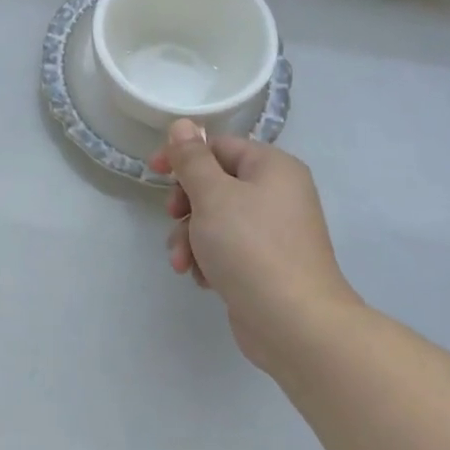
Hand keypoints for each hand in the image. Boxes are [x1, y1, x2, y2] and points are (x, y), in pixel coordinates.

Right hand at [149, 122, 358, 372]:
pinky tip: (203, 280)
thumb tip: (183, 124)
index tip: (153, 173)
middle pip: (215, 184)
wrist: (295, 325)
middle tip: (173, 218)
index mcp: (272, 168)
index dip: (183, 156)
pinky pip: (227, 249)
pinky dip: (209, 259)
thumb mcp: (213, 195)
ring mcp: (273, 232)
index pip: (219, 146)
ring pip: (215, 220)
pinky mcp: (265, 265)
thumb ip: (192, 159)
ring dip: (191, 238)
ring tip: (184, 263)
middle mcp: (277, 194)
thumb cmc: (251, 248)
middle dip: (186, 205)